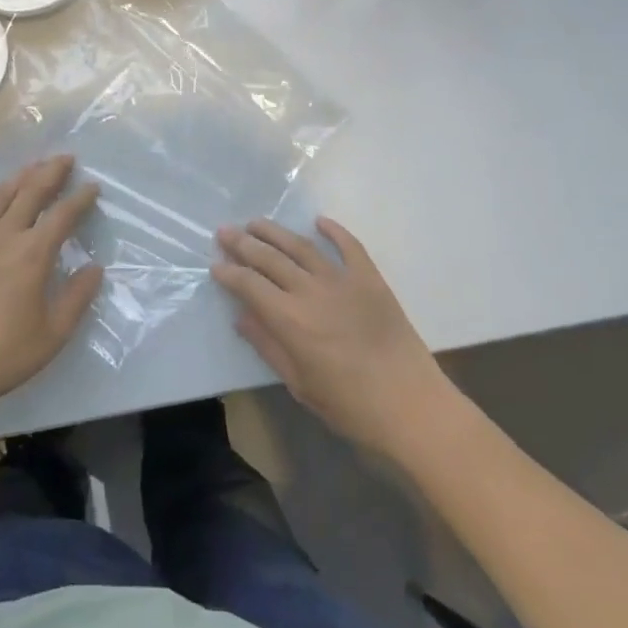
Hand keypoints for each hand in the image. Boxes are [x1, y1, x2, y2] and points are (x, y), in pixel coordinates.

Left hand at [0, 156, 102, 423]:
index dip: (81, 198)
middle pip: (31, 192)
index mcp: (33, 254)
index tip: (93, 186)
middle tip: (65, 158)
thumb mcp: (53, 334)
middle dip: (51, 172)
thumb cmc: (2, 354)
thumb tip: (94, 268)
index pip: (63, 215)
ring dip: (18, 179)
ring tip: (31, 168)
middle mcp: (4, 236)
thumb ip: (77, 298)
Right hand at [214, 217, 454, 458]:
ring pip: (302, 246)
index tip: (215, 265)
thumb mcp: (300, 384)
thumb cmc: (350, 405)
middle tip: (224, 232)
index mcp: (291, 320)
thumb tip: (242, 317)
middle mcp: (311, 291)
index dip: (229, 273)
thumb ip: (269, 346)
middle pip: (270, 258)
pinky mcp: (371, 279)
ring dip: (276, 232)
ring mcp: (343, 281)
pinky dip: (333, 230)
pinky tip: (319, 221)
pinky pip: (349, 246)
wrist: (412, 405)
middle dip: (243, 244)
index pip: (250, 285)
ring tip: (256, 223)